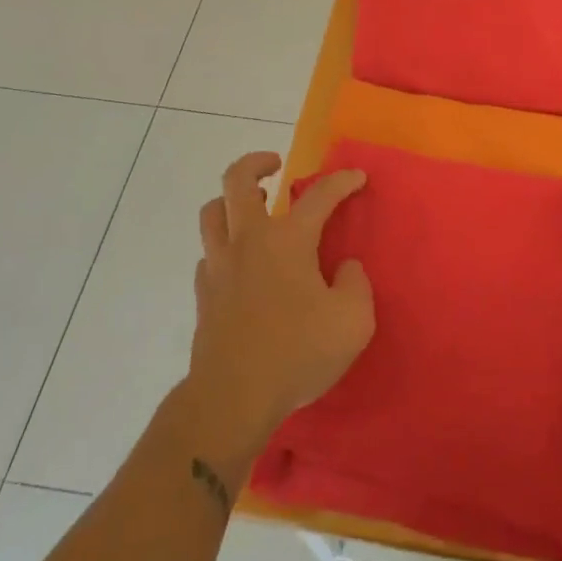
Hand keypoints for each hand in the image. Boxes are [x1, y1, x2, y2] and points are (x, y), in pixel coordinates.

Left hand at [184, 154, 374, 457]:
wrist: (232, 398)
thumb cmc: (297, 353)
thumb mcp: (353, 321)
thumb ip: (356, 284)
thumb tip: (346, 268)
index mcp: (288, 240)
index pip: (319, 195)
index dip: (342, 181)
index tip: (357, 177)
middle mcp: (249, 241)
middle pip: (237, 181)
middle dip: (257, 162)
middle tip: (275, 165)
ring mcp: (220, 265)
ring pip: (212, 212)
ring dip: (230, 201)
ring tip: (251, 207)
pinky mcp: (204, 294)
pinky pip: (209, 253)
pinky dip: (224, 246)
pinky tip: (240, 264)